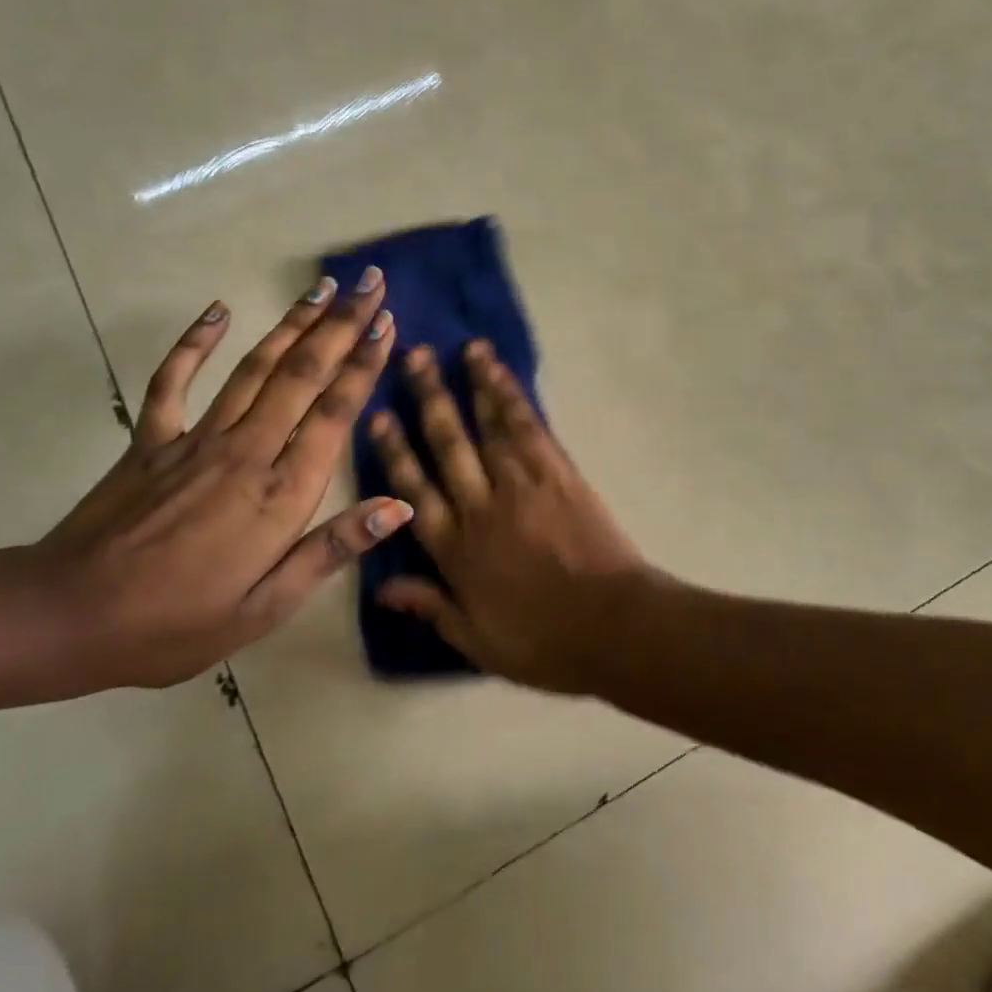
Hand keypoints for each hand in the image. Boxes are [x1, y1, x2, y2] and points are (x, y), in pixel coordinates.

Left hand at [42, 272, 408, 687]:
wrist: (64, 619)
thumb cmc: (176, 623)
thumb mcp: (266, 607)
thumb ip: (331, 549)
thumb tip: (399, 506)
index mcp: (280, 494)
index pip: (334, 413)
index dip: (364, 364)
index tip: (387, 323)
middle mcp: (246, 451)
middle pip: (303, 374)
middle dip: (341, 324)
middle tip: (370, 283)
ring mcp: (195, 439)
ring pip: (255, 367)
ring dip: (293, 323)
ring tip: (322, 286)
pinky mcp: (151, 439)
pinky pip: (173, 379)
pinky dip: (195, 342)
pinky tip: (217, 310)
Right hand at [367, 339, 653, 692]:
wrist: (613, 626)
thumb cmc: (545, 642)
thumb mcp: (477, 641)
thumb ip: (431, 607)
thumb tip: (382, 591)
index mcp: (456, 550)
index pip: (413, 492)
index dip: (393, 453)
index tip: (378, 416)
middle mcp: (480, 507)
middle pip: (446, 445)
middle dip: (428, 399)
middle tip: (413, 357)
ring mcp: (520, 484)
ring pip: (486, 426)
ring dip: (470, 384)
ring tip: (458, 349)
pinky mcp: (556, 471)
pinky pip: (527, 426)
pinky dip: (510, 395)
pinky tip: (498, 371)